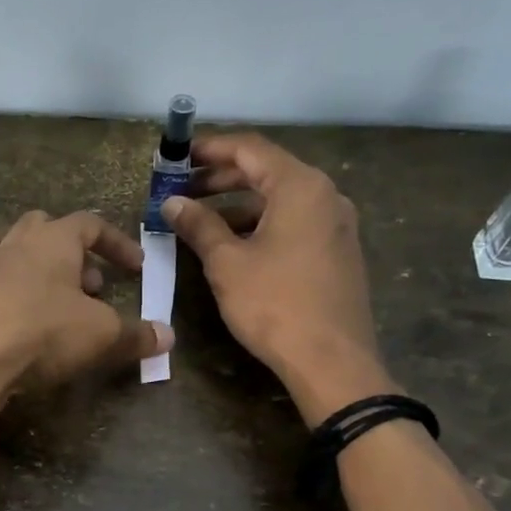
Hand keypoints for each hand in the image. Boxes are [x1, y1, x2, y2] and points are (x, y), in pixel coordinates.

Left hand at [0, 211, 172, 415]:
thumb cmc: (42, 332)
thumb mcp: (100, 335)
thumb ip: (135, 335)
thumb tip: (168, 338)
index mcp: (54, 240)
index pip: (91, 224)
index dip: (116, 244)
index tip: (135, 268)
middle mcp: (14, 244)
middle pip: (42, 227)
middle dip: (69, 251)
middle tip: (86, 286)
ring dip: (23, 259)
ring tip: (40, 290)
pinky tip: (4, 316)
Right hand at [162, 133, 392, 426]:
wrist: (331, 361)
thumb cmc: (274, 304)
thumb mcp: (226, 263)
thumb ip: (199, 225)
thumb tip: (173, 202)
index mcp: (300, 186)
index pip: (250, 149)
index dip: (209, 149)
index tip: (177, 158)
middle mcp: (325, 195)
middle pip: (267, 171)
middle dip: (221, 179)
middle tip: (182, 191)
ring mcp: (336, 224)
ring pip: (280, 200)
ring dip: (238, 205)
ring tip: (200, 222)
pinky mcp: (337, 251)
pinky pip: (294, 223)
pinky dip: (261, 224)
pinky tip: (234, 246)